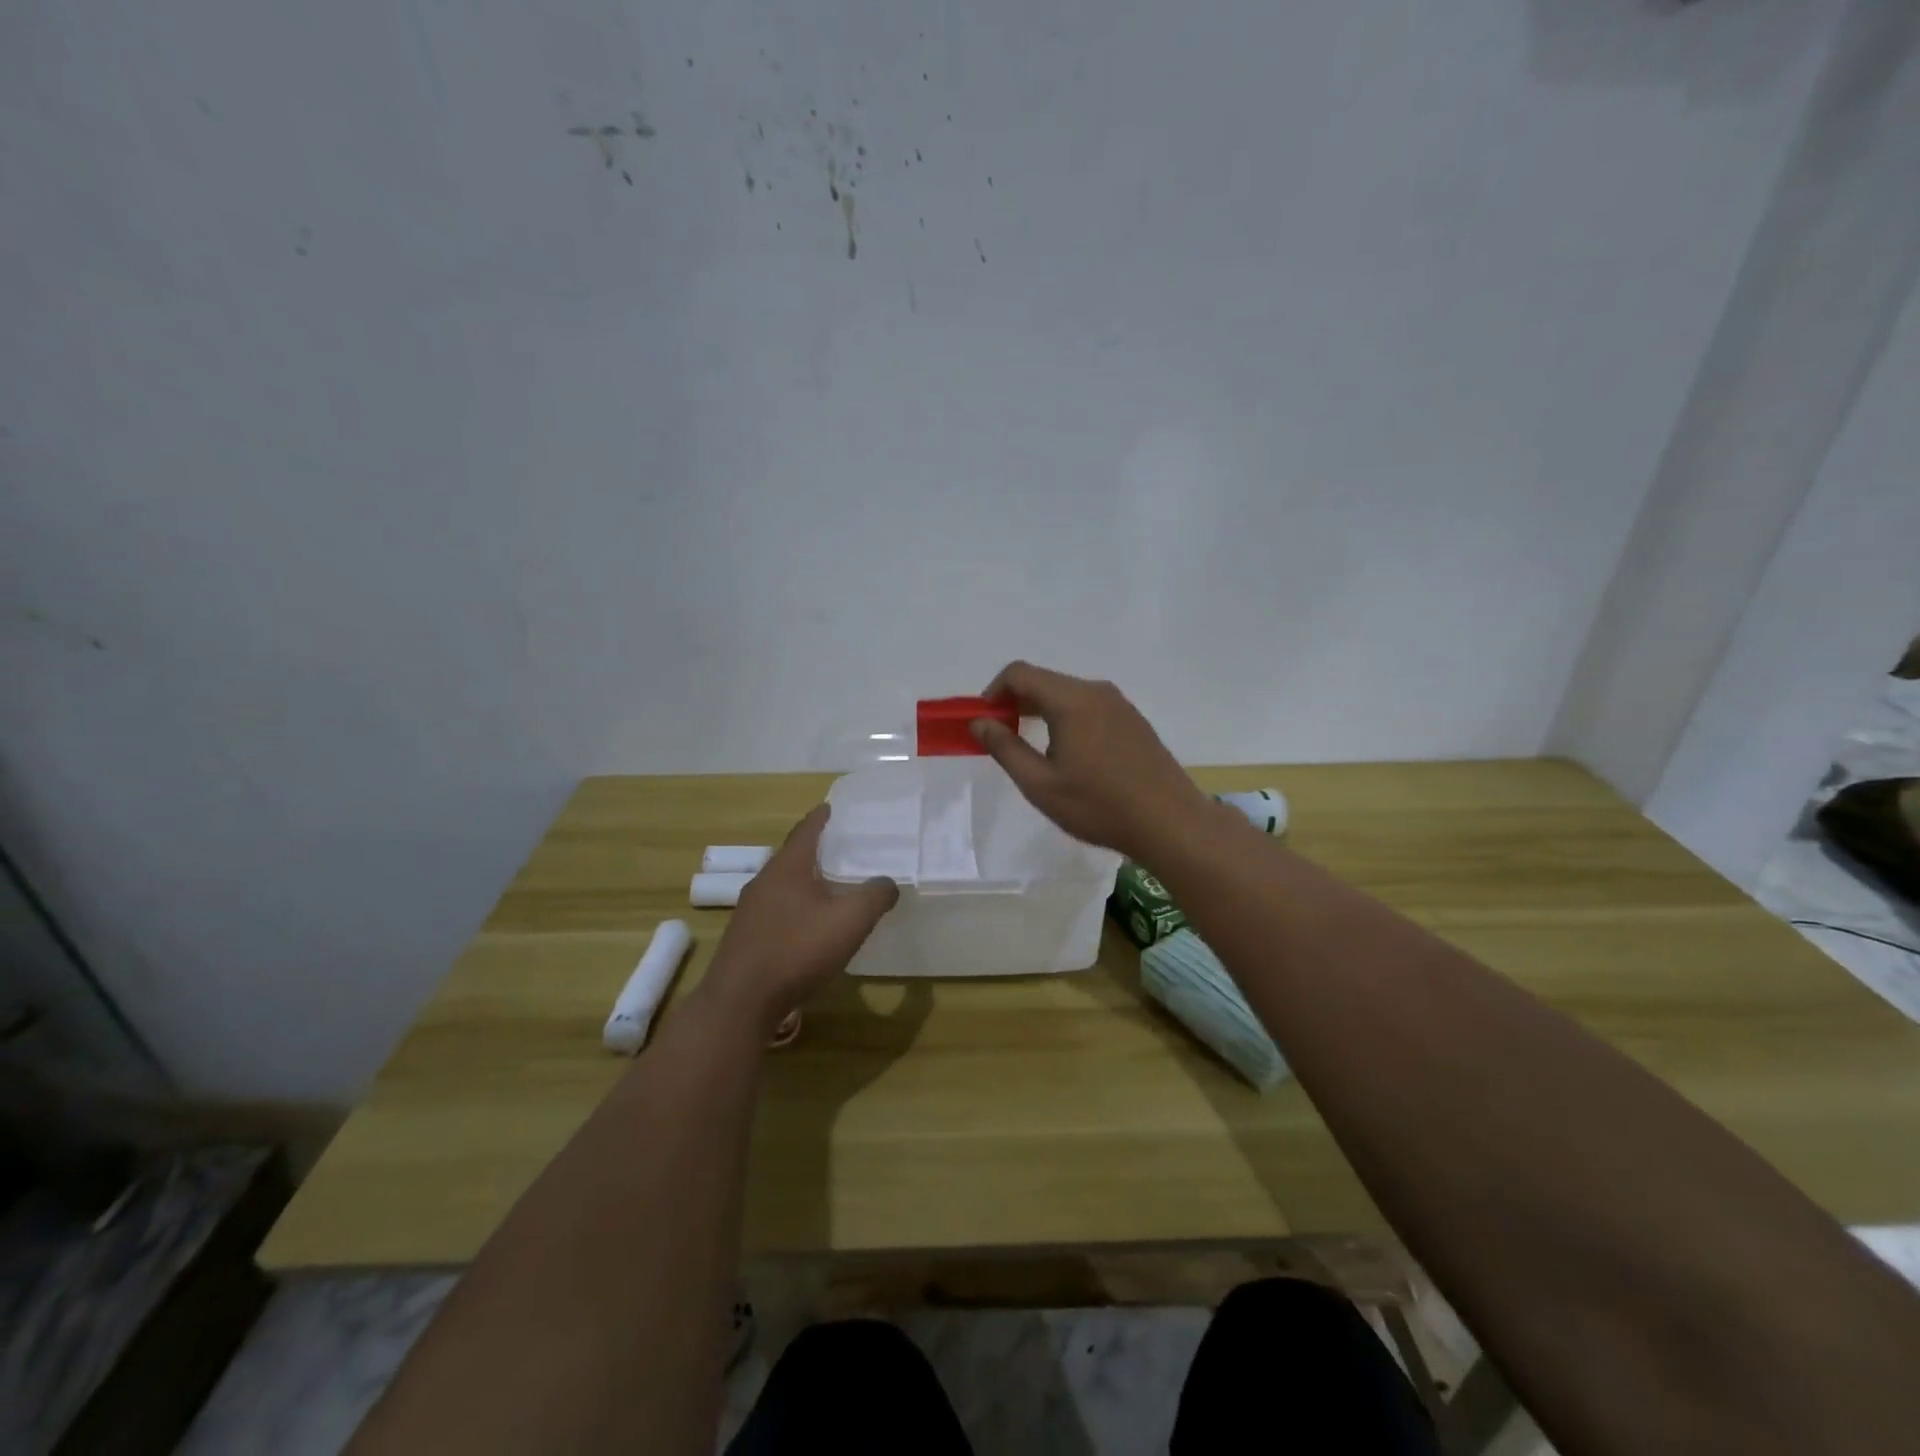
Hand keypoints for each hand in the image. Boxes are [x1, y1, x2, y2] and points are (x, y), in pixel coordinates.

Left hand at [700, 805, 897, 1032]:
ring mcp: (750, 911)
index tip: (832, 808)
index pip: (806, 830)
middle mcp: (764, 881)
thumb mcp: (850, 920)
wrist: (741, 1001)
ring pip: (783, 885)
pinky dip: (795, 908)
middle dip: (816, 851)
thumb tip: (889, 883)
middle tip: (842, 850)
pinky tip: (809, 926)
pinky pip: (776, 911)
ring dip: (805, 882)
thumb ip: (876, 895)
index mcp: (788, 867)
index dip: (821, 818)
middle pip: (792, 856)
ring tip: (830, 887)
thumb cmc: (797, 949)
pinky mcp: (745, 938)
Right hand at [970, 661, 1218, 861]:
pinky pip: (1089, 706)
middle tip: (1002, 737)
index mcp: (1071, 700)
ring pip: (1068, 693)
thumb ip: (1005, 748)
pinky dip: (1067, 717)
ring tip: (1032, 747)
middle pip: (1044, 680)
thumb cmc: (1099, 806)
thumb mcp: (1040, 784)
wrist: (1170, 822)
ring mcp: (1119, 704)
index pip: (1019, 673)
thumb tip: (979, 722)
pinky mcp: (1133, 720)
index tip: (984, 721)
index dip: (993, 692)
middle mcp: (1096, 691)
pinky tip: (1070, 753)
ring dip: (1041, 710)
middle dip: (1016, 701)